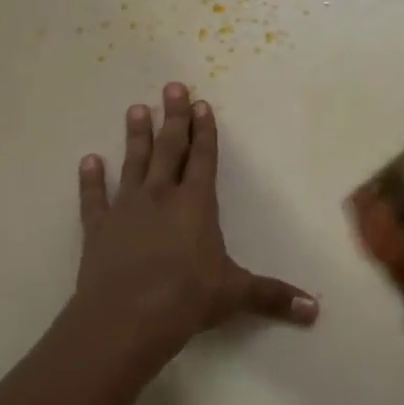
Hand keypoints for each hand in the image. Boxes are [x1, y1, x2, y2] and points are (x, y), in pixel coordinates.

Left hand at [76, 83, 318, 351]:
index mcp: (196, 205)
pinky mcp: (97, 229)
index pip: (203, 159)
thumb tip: (315, 310)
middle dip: (173, 118)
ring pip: (133, 164)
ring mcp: (126, 210)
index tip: (200, 104)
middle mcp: (161, 198)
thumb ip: (273, 296)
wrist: (126, 317)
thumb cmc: (187, 298)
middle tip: (171, 87)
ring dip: (136, 137)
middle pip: (169, 150)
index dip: (205, 132)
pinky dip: (90, 180)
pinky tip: (88, 161)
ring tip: (136, 109)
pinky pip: (93, 198)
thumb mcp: (236, 294)